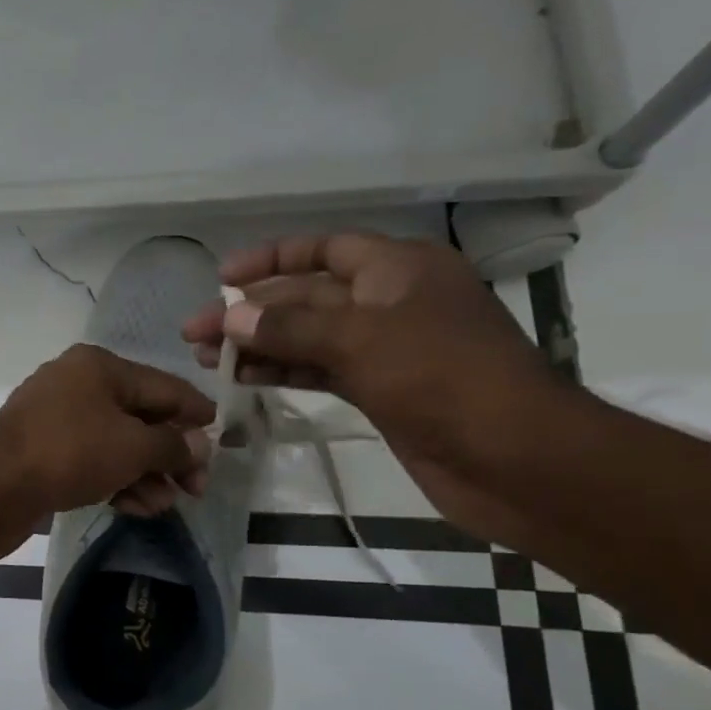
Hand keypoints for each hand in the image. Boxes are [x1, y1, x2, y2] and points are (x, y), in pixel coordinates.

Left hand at [0, 344, 212, 523]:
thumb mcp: (132, 446)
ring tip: (165, 506)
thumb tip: (199, 445)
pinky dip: (116, 481)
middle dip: (171, 454)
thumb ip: (172, 445)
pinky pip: (92, 462)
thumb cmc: (70, 452)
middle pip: (140, 417)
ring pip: (116, 444)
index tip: (226, 440)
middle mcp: (77, 385)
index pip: (164, 386)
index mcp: (99, 367)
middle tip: (196, 488)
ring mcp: (57, 420)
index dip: (197, 413)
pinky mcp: (43, 453)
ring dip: (146, 474)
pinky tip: (136, 507)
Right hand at [180, 233, 565, 539]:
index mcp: (400, 269)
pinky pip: (319, 369)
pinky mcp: (381, 389)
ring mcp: (386, 348)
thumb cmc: (443, 379)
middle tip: (195, 331)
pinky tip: (242, 379)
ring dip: (258, 344)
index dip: (270, 259)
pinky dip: (281, 371)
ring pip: (307, 336)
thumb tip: (230, 318)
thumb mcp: (360, 340)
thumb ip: (288, 327)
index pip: (324, 249)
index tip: (221, 277)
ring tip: (205, 359)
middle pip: (306, 295)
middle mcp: (390, 300)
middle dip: (250, 311)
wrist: (515, 460)